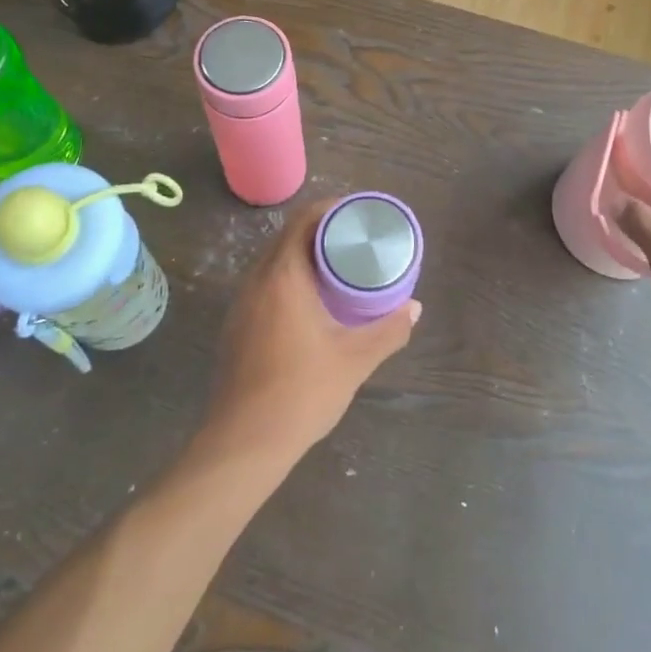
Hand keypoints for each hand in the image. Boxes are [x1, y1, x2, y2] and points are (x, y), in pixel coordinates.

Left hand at [202, 201, 418, 464]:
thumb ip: (389, 330)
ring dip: (303, 256)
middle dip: (320, 232)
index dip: (331, 209)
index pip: (303, 220)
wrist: (244, 442)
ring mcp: (241, 304)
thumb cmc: (302, 391)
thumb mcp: (355, 359)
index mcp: (283, 276)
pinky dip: (289, 280)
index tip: (357, 215)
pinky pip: (265, 285)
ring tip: (337, 268)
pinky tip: (310, 303)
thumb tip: (414, 308)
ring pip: (274, 262)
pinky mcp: (236, 326)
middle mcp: (257, 281)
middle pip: (287, 238)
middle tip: (355, 240)